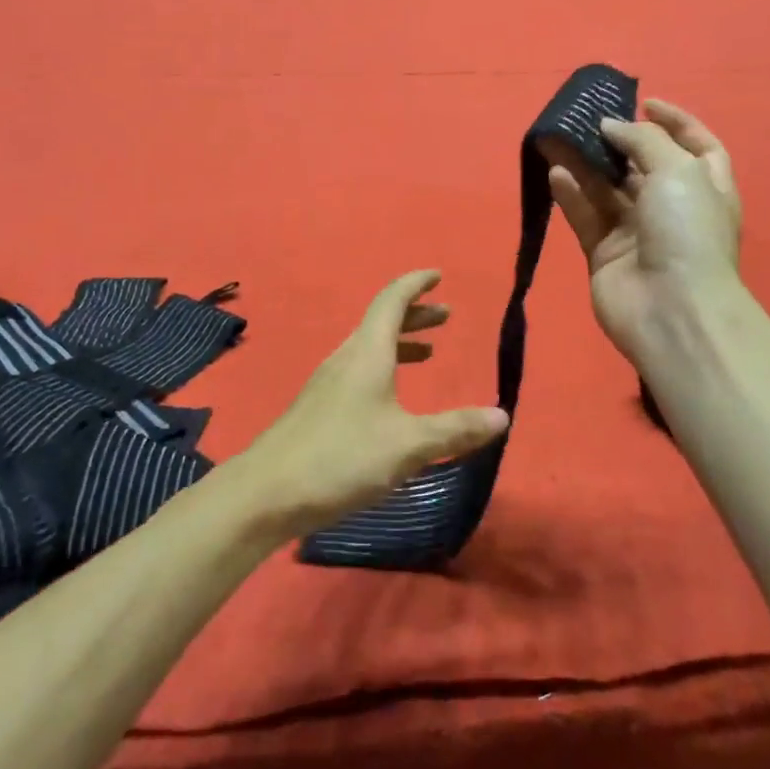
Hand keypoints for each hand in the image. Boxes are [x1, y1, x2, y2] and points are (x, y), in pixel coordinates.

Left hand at [229, 270, 508, 540]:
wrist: (267, 493)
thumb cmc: (342, 457)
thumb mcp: (408, 445)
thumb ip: (455, 429)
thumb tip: (502, 415)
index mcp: (367, 353)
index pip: (392, 301)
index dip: (415, 284)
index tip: (437, 275)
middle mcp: (346, 359)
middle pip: (381, 322)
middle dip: (415, 315)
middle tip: (446, 316)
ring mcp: (327, 384)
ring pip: (369, 348)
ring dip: (400, 343)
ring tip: (428, 353)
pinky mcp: (319, 409)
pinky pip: (358, 371)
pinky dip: (384, 368)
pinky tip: (392, 400)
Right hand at [543, 98, 742, 363]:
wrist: (672, 309)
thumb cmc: (687, 231)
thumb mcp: (677, 170)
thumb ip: (642, 140)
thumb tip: (610, 126)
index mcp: (706, 186)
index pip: (695, 144)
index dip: (674, 121)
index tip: (645, 102)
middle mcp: (673, 207)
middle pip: (643, 165)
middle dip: (617, 139)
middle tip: (587, 118)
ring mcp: (638, 232)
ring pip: (607, 188)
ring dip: (584, 163)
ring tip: (558, 137)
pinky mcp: (605, 253)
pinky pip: (586, 215)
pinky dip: (571, 194)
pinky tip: (555, 172)